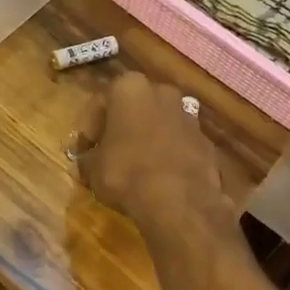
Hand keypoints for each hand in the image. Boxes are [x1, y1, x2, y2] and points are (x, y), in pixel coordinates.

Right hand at [77, 72, 232, 239]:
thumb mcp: (92, 168)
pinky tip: (159, 176)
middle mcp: (161, 91)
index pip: (100, 103)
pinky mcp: (206, 140)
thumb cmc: (126, 173)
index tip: (82, 151)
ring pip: (159, 122)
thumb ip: (88, 157)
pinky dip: (168, 154)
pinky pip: (178, 142)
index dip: (88, 129)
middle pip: (133, 107)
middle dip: (121, 127)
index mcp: (129, 88)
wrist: (180, 201)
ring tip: (135, 166)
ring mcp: (188, 115)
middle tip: (108, 152)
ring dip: (147, 138)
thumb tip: (89, 160)